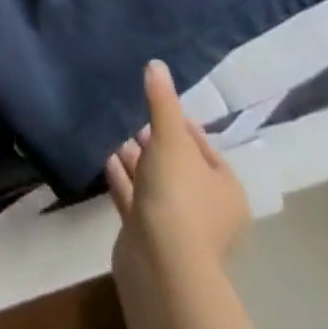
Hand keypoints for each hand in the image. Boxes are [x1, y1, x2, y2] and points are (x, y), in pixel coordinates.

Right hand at [105, 61, 250, 279]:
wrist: (161, 264)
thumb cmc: (179, 196)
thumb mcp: (171, 139)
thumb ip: (162, 101)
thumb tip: (157, 63)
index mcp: (224, 187)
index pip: (202, 144)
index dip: (178, 120)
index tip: (151, 99)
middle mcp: (207, 206)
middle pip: (177, 162)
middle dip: (152, 138)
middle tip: (126, 113)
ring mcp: (178, 224)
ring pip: (154, 180)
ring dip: (134, 157)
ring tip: (109, 128)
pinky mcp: (149, 235)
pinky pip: (135, 197)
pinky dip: (121, 177)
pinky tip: (103, 155)